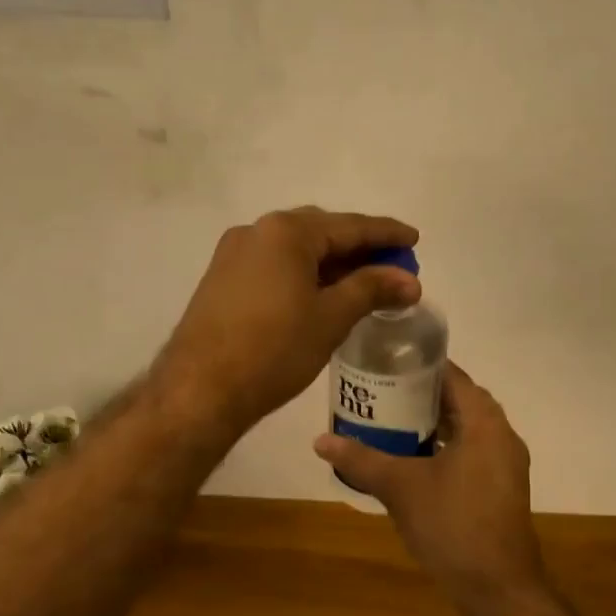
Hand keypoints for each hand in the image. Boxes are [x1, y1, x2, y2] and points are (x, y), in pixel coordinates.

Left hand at [154, 207, 419, 437]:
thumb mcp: (331, 318)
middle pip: (320, 232)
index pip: (349, 226)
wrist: (200, 389)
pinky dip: (304, 274)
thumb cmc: (274, 349)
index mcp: (286, 232)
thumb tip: (410, 280)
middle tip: (392, 266)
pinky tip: (322, 294)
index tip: (414, 239)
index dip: (386, 234)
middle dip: (358, 248)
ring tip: (363, 283)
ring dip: (331, 262)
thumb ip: (372, 290)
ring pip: (295, 249)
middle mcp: (257, 231)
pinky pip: (274, 265)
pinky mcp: (222, 279)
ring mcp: (234, 254)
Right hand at [314, 365, 542, 601]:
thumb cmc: (452, 525)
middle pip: (460, 400)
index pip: (454, 375)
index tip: (386, 362)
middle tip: (381, 391)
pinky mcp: (502, 489)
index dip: (420, 365)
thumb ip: (361, 459)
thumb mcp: (400, 487)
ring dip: (434, 423)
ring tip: (391, 421)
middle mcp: (502, 435)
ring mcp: (506, 464)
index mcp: (485, 423)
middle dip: (421, 394)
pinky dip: (446, 447)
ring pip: (467, 429)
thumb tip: (320, 440)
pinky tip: (414, 460)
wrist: (497, 588)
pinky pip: (472, 452)